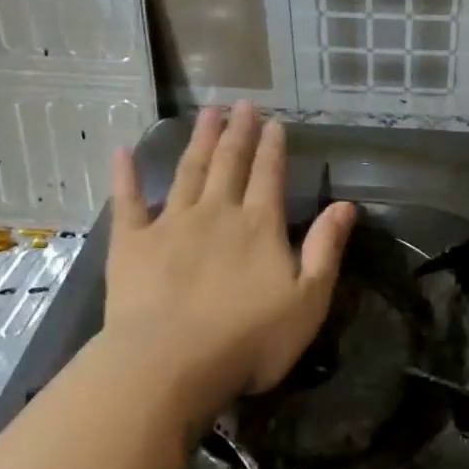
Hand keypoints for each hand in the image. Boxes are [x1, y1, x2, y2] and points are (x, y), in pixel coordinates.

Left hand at [105, 102, 355, 423]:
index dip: (272, 148)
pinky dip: (125, 176)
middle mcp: (217, 213)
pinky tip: (122, 151)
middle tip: (241, 104)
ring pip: (189, 171)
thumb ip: (326, 249)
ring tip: (206, 112)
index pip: (269, 176)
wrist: (171, 363)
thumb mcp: (308, 299)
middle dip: (237, 132)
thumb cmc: (250, 339)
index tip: (273, 122)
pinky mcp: (132, 243)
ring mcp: (171, 224)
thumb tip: (346, 205)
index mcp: (259, 226)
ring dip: (198, 140)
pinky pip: (128, 201)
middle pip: (229, 163)